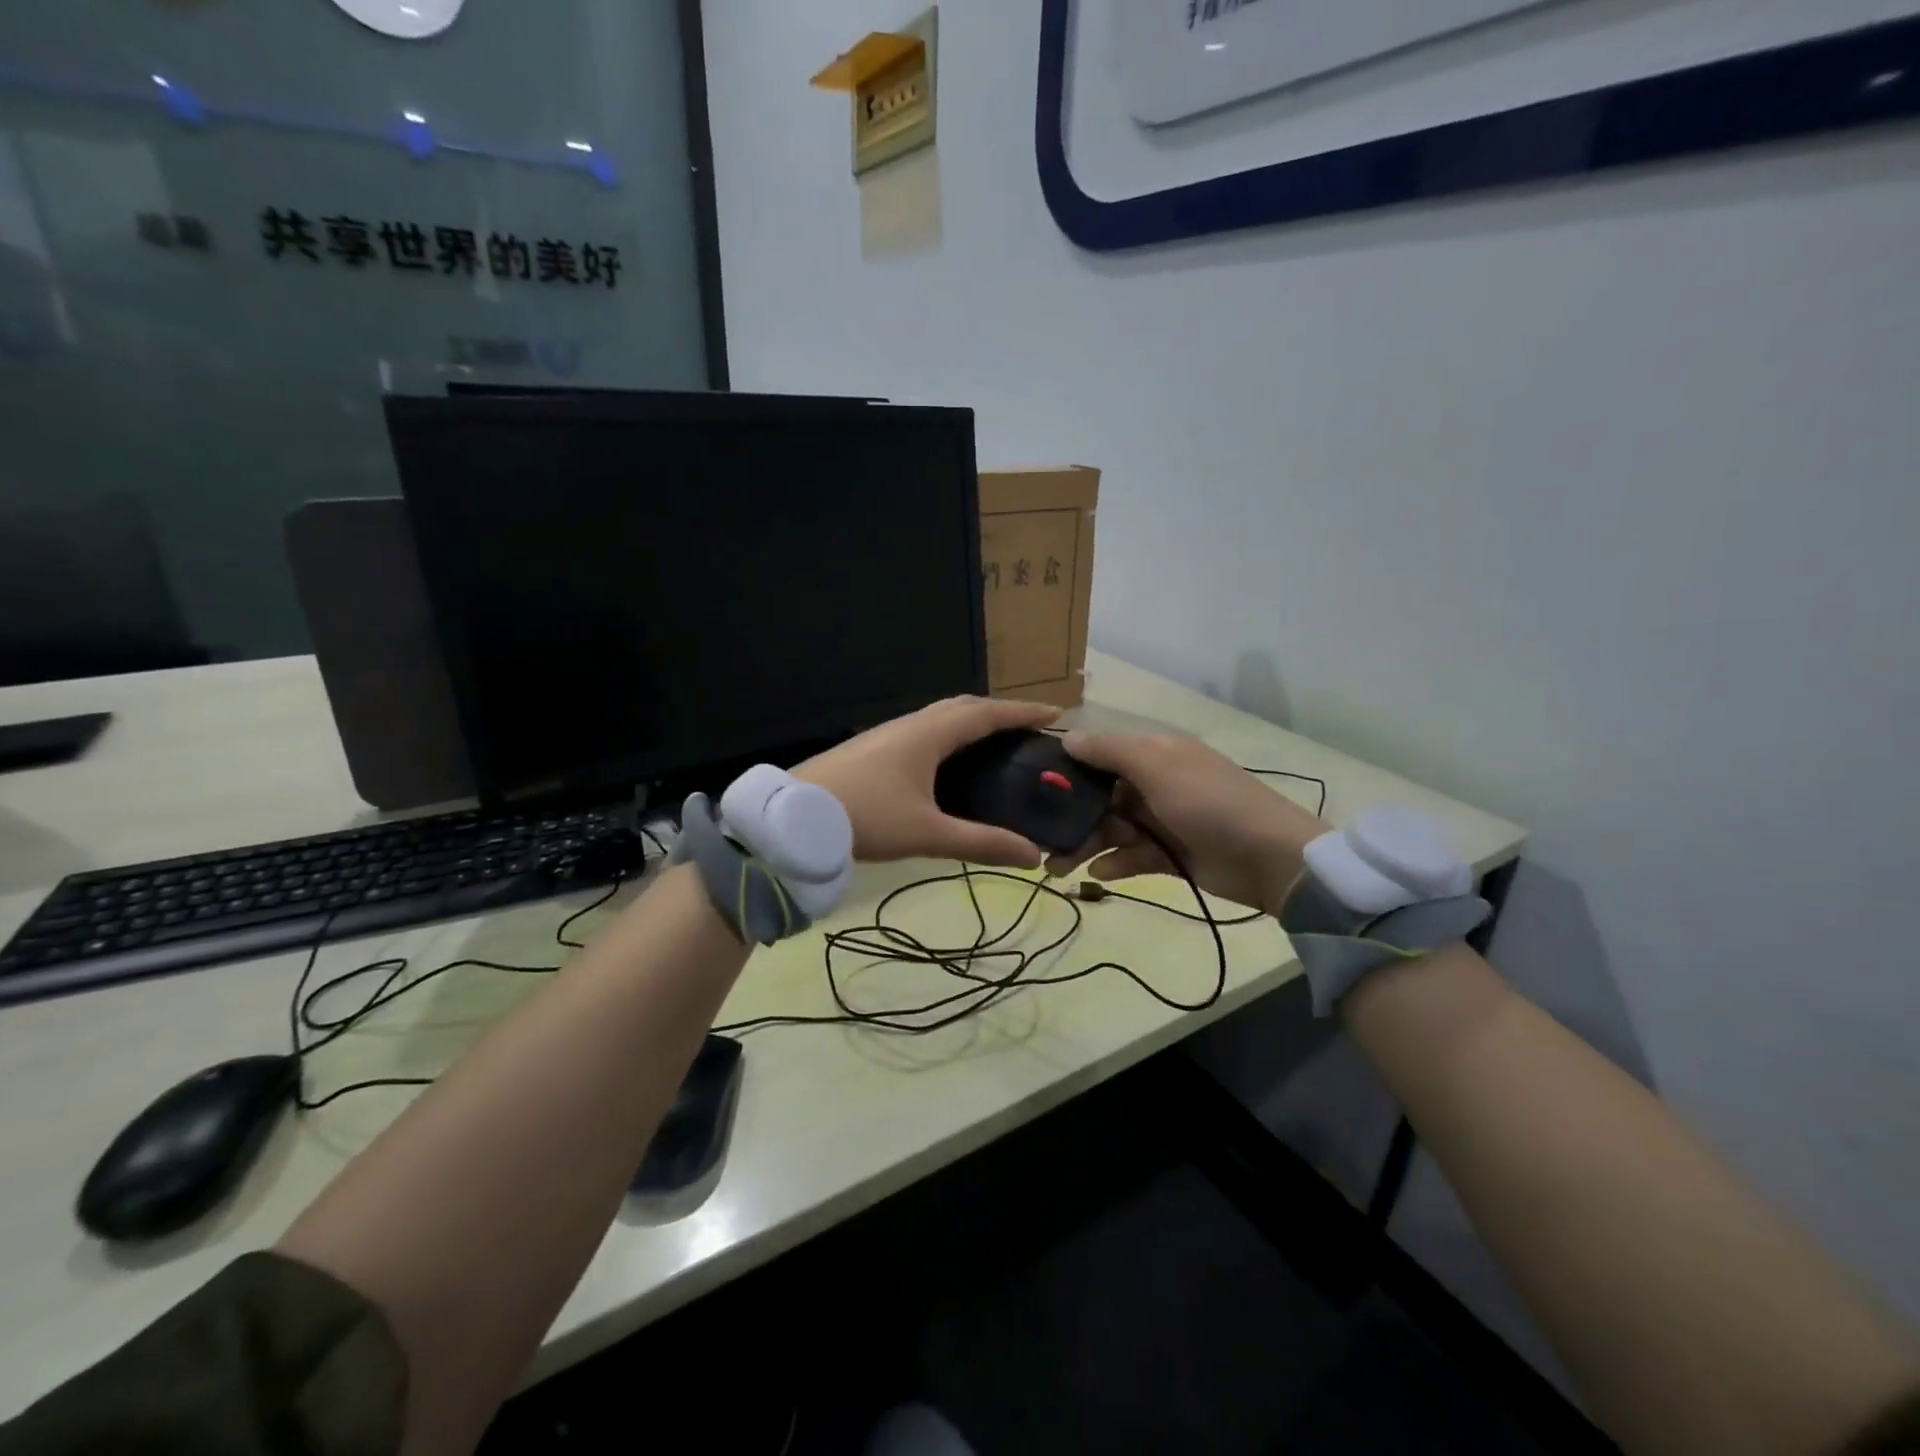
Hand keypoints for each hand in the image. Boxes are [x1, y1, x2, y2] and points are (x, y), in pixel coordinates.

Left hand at [795, 696, 1060, 867]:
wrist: (794, 818)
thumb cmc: (866, 818)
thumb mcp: (927, 833)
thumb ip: (980, 843)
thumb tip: (1032, 855)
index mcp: (929, 735)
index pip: (986, 714)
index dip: (1022, 713)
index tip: (1055, 713)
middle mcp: (910, 725)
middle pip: (963, 707)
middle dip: (998, 713)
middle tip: (1026, 730)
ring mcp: (887, 733)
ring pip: (938, 716)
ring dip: (970, 721)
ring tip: (993, 743)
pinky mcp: (871, 748)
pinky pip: (922, 729)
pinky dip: (947, 734)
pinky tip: (945, 761)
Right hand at [1045, 732, 1328, 913]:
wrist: (1269, 858)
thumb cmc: (1209, 803)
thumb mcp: (1158, 767)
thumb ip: (1110, 752)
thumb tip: (1067, 738)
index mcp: (1154, 754)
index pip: (1100, 755)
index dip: (1068, 770)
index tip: (1031, 788)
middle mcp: (1155, 783)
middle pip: (1100, 796)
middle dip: (1070, 816)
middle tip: (1038, 840)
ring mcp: (1163, 820)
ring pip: (1111, 829)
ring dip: (1084, 844)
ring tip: (1056, 868)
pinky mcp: (1170, 855)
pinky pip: (1132, 856)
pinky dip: (1115, 863)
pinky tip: (1098, 875)